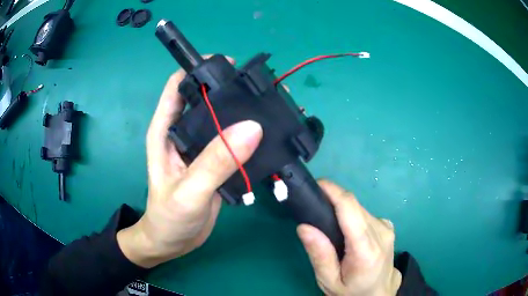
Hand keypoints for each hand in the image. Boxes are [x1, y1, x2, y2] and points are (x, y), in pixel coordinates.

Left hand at [117, 56, 262, 267]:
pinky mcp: (215, 163)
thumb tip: (251, 127)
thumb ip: (215, 162)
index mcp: (166, 129)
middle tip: (262, 87)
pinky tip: (269, 138)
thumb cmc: (168, 218)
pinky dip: (250, 138)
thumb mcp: (189, 192)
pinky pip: (234, 143)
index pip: (179, 85)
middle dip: (231, 89)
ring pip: (224, 120)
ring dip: (244, 113)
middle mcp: (183, 132)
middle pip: (207, 98)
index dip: (201, 69)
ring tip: (272, 108)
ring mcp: (201, 147)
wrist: (172, 243)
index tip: (232, 66)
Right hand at [297, 180, 401, 295]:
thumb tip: (304, 226)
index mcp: (366, 249)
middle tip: (313, 209)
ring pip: (359, 208)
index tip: (315, 184)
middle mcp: (381, 232)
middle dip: (332, 201)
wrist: (379, 293)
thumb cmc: (352, 291)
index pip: (350, 209)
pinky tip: (346, 231)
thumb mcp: (329, 281)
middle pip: (353, 205)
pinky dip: (352, 216)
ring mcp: (386, 227)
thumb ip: (319, 255)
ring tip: (328, 224)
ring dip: (342, 210)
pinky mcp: (387, 226)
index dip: (333, 191)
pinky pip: (365, 214)